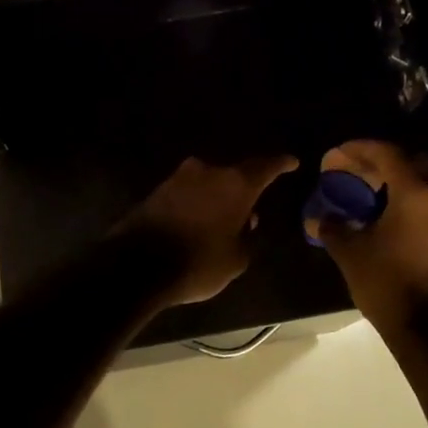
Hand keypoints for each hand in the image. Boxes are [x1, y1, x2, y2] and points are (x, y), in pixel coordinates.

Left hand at [124, 155, 299, 305]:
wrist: (136, 265)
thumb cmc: (197, 262)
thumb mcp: (236, 260)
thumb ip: (246, 237)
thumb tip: (243, 223)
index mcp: (235, 183)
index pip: (265, 166)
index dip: (281, 164)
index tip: (292, 162)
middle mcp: (207, 172)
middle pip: (233, 176)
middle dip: (242, 192)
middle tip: (248, 214)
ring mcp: (178, 178)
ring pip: (207, 184)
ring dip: (216, 200)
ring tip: (220, 225)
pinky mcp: (156, 191)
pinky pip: (186, 195)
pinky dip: (195, 206)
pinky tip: (197, 226)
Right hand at [303, 140, 427, 329]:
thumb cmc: (389, 285)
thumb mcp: (351, 255)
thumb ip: (333, 228)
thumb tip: (319, 219)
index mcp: (416, 194)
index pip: (387, 154)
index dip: (358, 149)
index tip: (336, 155)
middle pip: (415, 162)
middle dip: (385, 161)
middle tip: (359, 173)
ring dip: (403, 183)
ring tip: (374, 197)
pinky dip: (416, 205)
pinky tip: (394, 223)